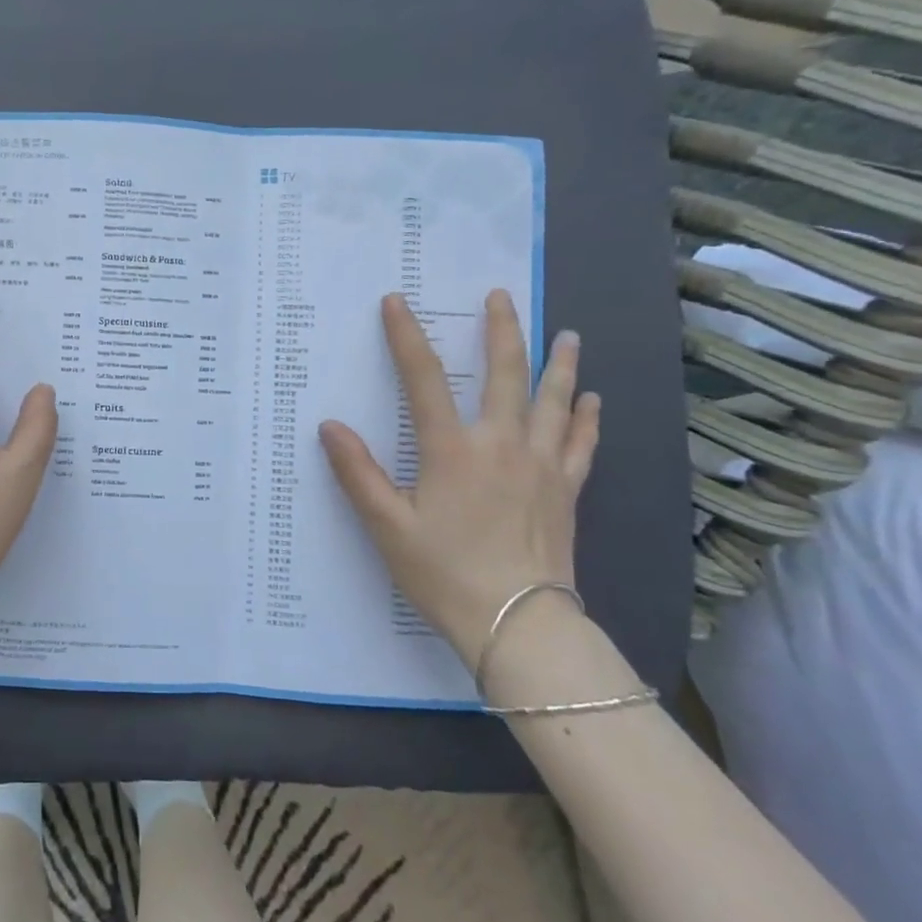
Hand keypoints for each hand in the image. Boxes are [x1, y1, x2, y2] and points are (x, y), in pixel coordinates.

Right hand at [317, 290, 599, 665]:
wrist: (519, 625)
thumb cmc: (443, 572)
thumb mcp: (386, 525)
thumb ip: (357, 473)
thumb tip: (330, 426)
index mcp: (452, 450)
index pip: (424, 379)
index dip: (407, 337)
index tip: (397, 301)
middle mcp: (501, 445)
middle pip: (506, 375)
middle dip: (501, 331)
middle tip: (501, 296)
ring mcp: (541, 467)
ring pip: (554, 401)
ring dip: (558, 363)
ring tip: (566, 334)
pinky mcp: (566, 491)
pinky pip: (580, 444)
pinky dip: (585, 418)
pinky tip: (591, 400)